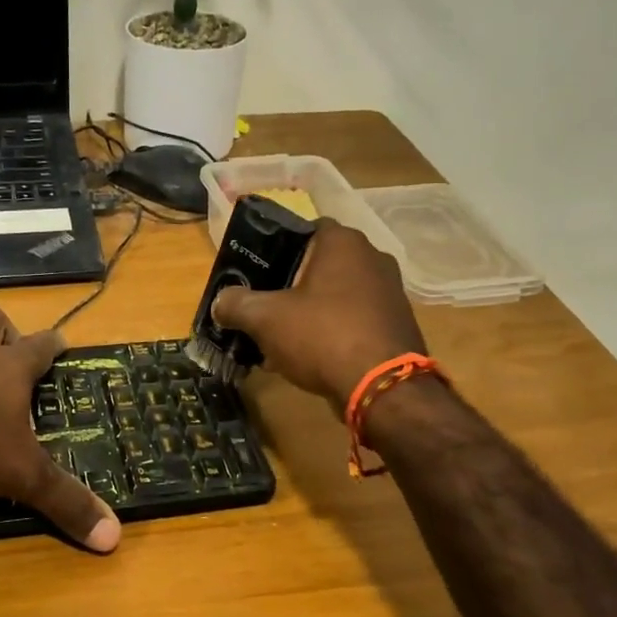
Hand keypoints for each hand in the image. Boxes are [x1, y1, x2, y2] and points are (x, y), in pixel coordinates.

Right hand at [211, 220, 426, 408]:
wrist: (382, 387)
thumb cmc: (322, 336)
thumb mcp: (265, 319)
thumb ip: (237, 304)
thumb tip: (220, 302)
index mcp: (343, 242)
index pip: (304, 229)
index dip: (276, 247)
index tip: (256, 272)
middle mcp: (372, 258)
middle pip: (319, 264)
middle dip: (290, 284)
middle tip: (264, 306)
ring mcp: (390, 292)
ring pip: (336, 294)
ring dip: (310, 311)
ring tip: (281, 337)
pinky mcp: (396, 324)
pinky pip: (353, 319)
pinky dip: (332, 331)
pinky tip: (310, 356)